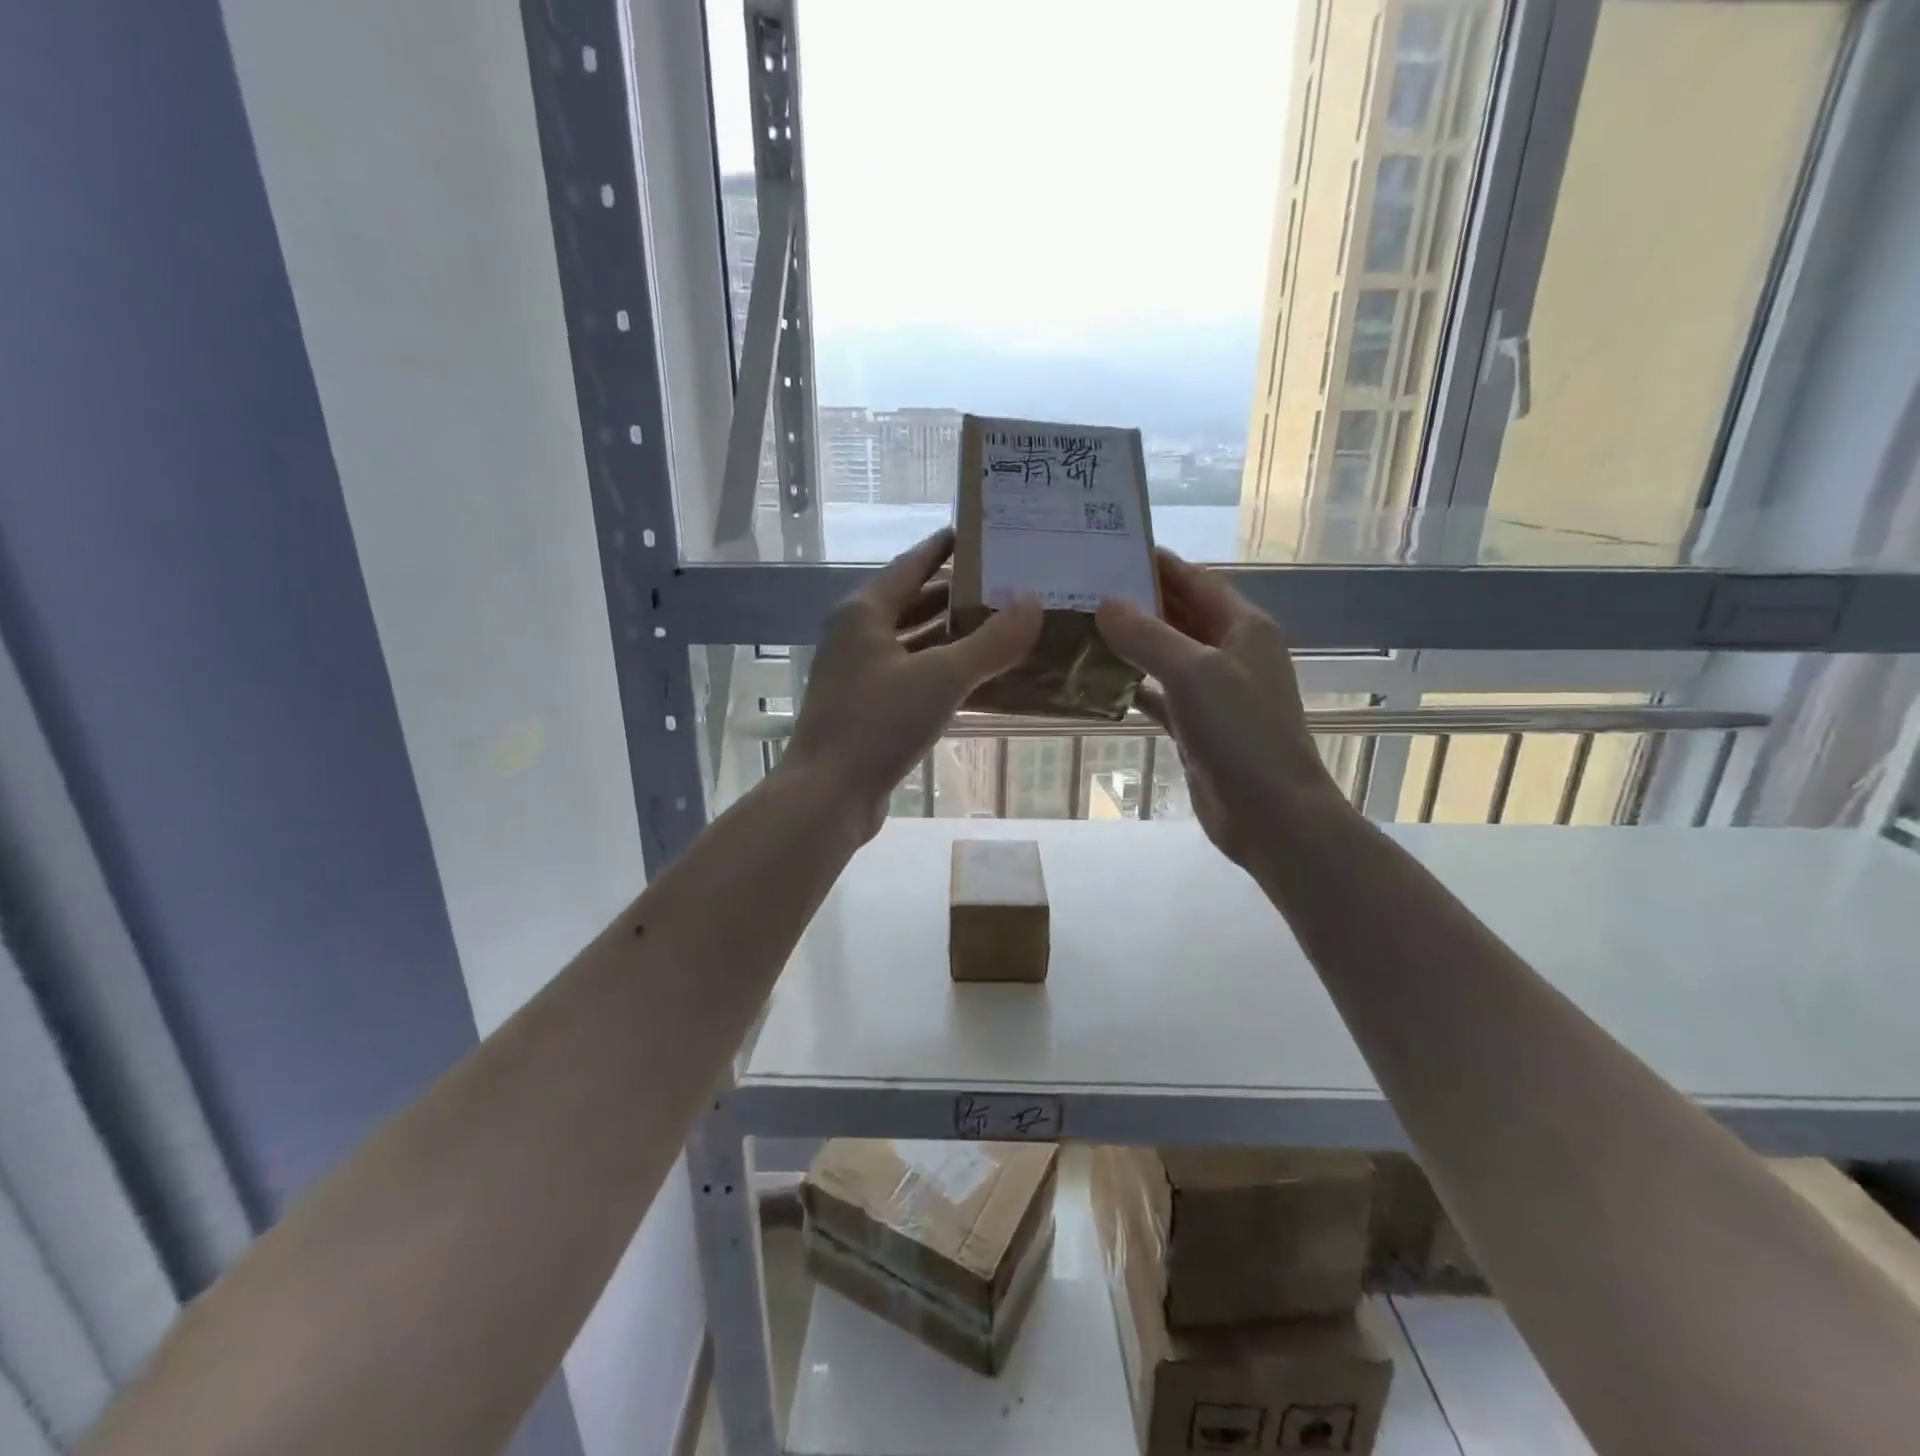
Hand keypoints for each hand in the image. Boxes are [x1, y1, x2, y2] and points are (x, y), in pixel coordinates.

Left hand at [784, 529, 1041, 839]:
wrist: (829, 795)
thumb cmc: (879, 724)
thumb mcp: (942, 677)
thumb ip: (991, 641)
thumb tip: (1033, 602)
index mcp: (865, 612)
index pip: (912, 564)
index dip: (945, 547)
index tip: (982, 534)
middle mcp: (858, 636)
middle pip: (914, 602)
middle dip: (959, 595)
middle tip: (1008, 585)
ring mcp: (860, 674)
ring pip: (915, 643)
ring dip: (954, 636)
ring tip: (1004, 627)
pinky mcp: (868, 708)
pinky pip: (913, 676)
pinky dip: (944, 671)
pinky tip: (979, 678)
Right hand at [1096, 550, 1348, 864]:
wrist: (1271, 814)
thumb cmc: (1241, 733)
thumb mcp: (1194, 672)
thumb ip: (1148, 635)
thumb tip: (1105, 604)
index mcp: (1243, 628)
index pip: (1196, 581)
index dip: (1159, 563)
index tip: (1113, 548)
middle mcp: (1231, 653)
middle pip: (1180, 614)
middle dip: (1138, 600)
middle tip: (1085, 587)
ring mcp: (1215, 693)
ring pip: (1167, 654)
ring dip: (1131, 642)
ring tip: (1083, 627)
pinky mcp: (1197, 727)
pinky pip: (1160, 694)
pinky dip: (1135, 685)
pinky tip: (1100, 680)